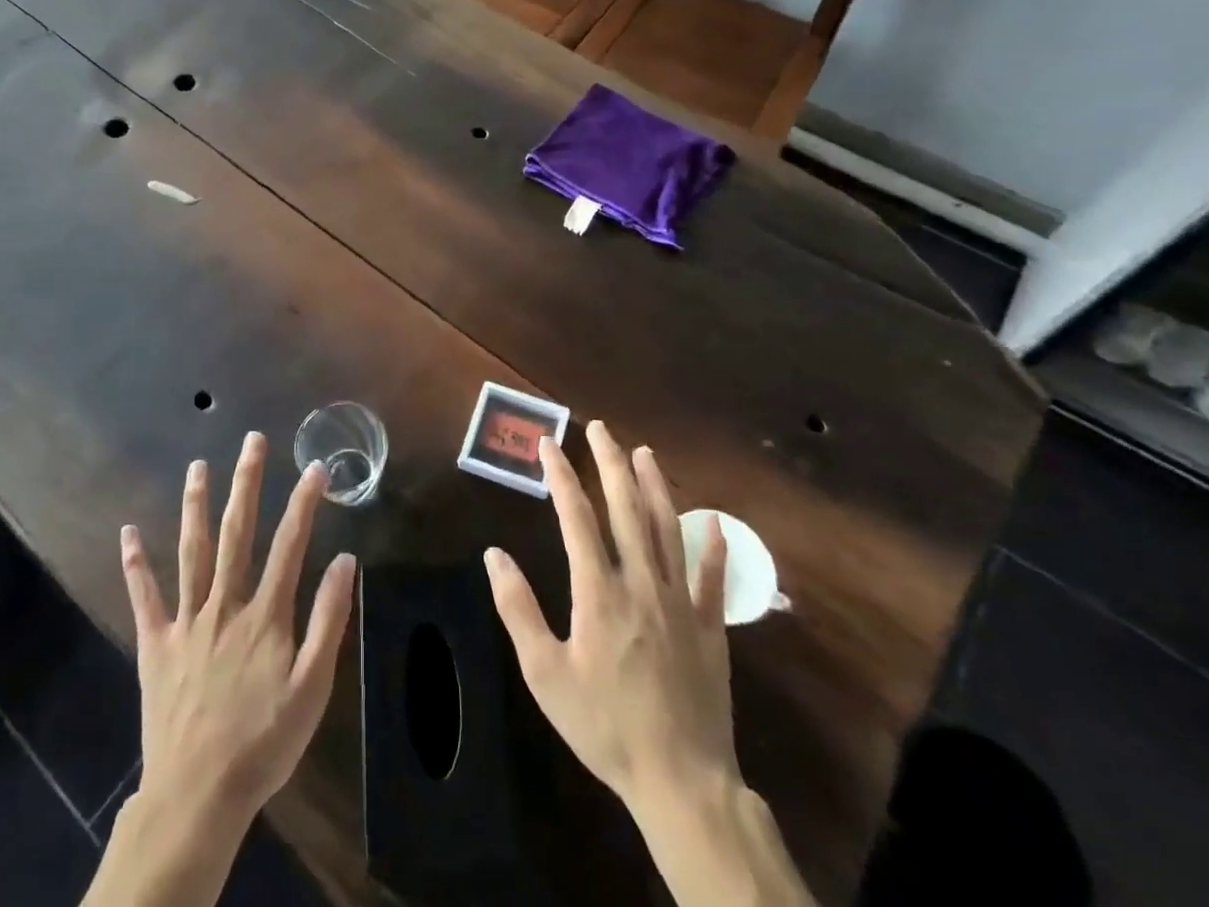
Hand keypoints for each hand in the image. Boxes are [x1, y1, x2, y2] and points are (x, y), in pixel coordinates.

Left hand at [120, 431, 356, 833]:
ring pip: (192, 551)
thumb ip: (329, 621)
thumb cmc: (263, 743)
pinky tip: (128, 532)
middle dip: (246, 483)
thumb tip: (345, 560)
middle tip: (251, 441)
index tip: (316, 467)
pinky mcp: (155, 645)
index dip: (304, 502)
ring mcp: (186, 621)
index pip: (290, 545)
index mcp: (265, 614)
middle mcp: (224, 604)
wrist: (198, 796)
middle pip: (237, 533)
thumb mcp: (312, 688)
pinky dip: (135, 564)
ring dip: (195, 505)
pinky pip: (144, 597)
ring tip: (198, 466)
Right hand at [486, 420, 814, 906]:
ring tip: (644, 453)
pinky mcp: (711, 628)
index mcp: (599, 592)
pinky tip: (714, 521)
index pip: (577, 518)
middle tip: (600, 429)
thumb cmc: (604, 725)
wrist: (681, 780)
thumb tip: (494, 555)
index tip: (549, 444)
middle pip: (626, 509)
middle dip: (610, 464)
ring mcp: (681, 602)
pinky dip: (713, 546)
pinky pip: (712, 578)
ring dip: (655, 487)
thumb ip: (518, 609)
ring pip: (668, 530)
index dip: (561, 476)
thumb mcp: (545, 675)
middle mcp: (642, 584)